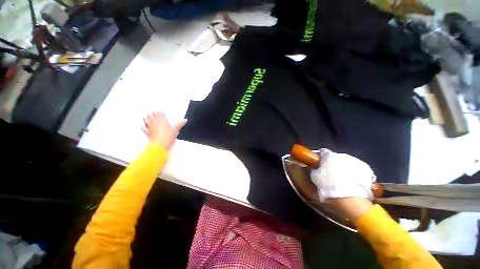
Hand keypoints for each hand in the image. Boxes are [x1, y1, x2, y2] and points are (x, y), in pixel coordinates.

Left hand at [142, 112, 186, 149]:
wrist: (159, 145)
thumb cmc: (166, 137)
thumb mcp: (175, 130)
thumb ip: (179, 124)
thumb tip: (184, 120)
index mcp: (161, 120)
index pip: (159, 113)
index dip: (160, 112)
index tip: (162, 113)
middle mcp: (154, 122)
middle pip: (151, 115)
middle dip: (153, 113)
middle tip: (155, 113)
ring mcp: (150, 127)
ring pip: (146, 119)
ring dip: (147, 117)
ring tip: (148, 116)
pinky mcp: (147, 132)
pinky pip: (143, 127)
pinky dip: (144, 125)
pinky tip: (144, 125)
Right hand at [310, 149, 375, 201]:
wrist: (350, 199)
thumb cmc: (328, 186)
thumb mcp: (315, 177)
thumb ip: (315, 169)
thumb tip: (315, 168)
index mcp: (329, 155)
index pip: (323, 152)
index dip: (321, 158)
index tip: (319, 163)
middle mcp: (342, 155)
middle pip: (336, 157)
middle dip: (333, 163)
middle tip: (331, 173)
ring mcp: (355, 161)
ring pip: (347, 162)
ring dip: (344, 167)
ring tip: (344, 179)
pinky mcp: (366, 169)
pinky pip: (357, 168)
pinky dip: (355, 173)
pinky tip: (353, 182)